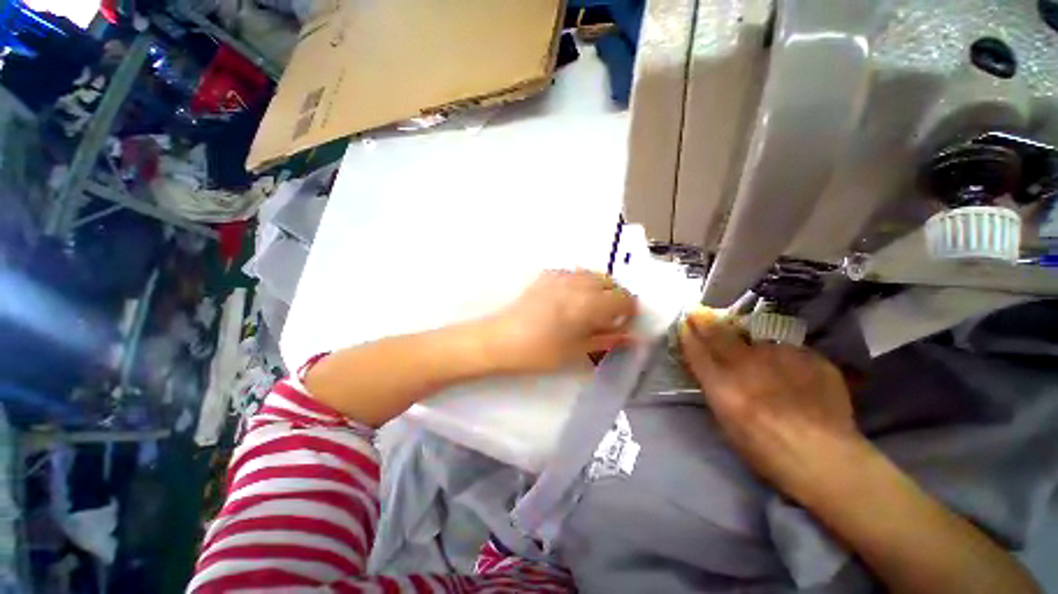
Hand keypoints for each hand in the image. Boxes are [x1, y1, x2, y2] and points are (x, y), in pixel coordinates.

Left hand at [484, 270, 637, 373]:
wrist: (501, 338)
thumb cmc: (540, 351)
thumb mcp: (577, 350)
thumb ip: (607, 340)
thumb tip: (631, 338)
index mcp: (590, 303)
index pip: (624, 298)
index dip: (627, 312)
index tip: (620, 325)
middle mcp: (580, 283)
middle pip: (611, 283)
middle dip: (614, 299)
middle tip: (604, 319)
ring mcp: (562, 275)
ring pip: (593, 275)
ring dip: (598, 289)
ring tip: (587, 309)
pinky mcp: (547, 275)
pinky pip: (574, 274)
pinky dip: (580, 284)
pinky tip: (567, 300)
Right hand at [678, 309, 863, 502]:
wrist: (827, 458)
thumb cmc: (766, 451)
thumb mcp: (727, 423)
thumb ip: (717, 390)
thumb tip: (711, 370)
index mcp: (722, 383)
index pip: (696, 349)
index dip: (689, 334)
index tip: (685, 323)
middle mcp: (747, 363)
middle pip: (719, 333)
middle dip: (706, 321)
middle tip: (700, 312)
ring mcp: (781, 356)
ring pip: (757, 337)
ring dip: (748, 338)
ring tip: (753, 346)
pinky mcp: (810, 357)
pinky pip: (790, 349)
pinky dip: (784, 355)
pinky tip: (791, 370)